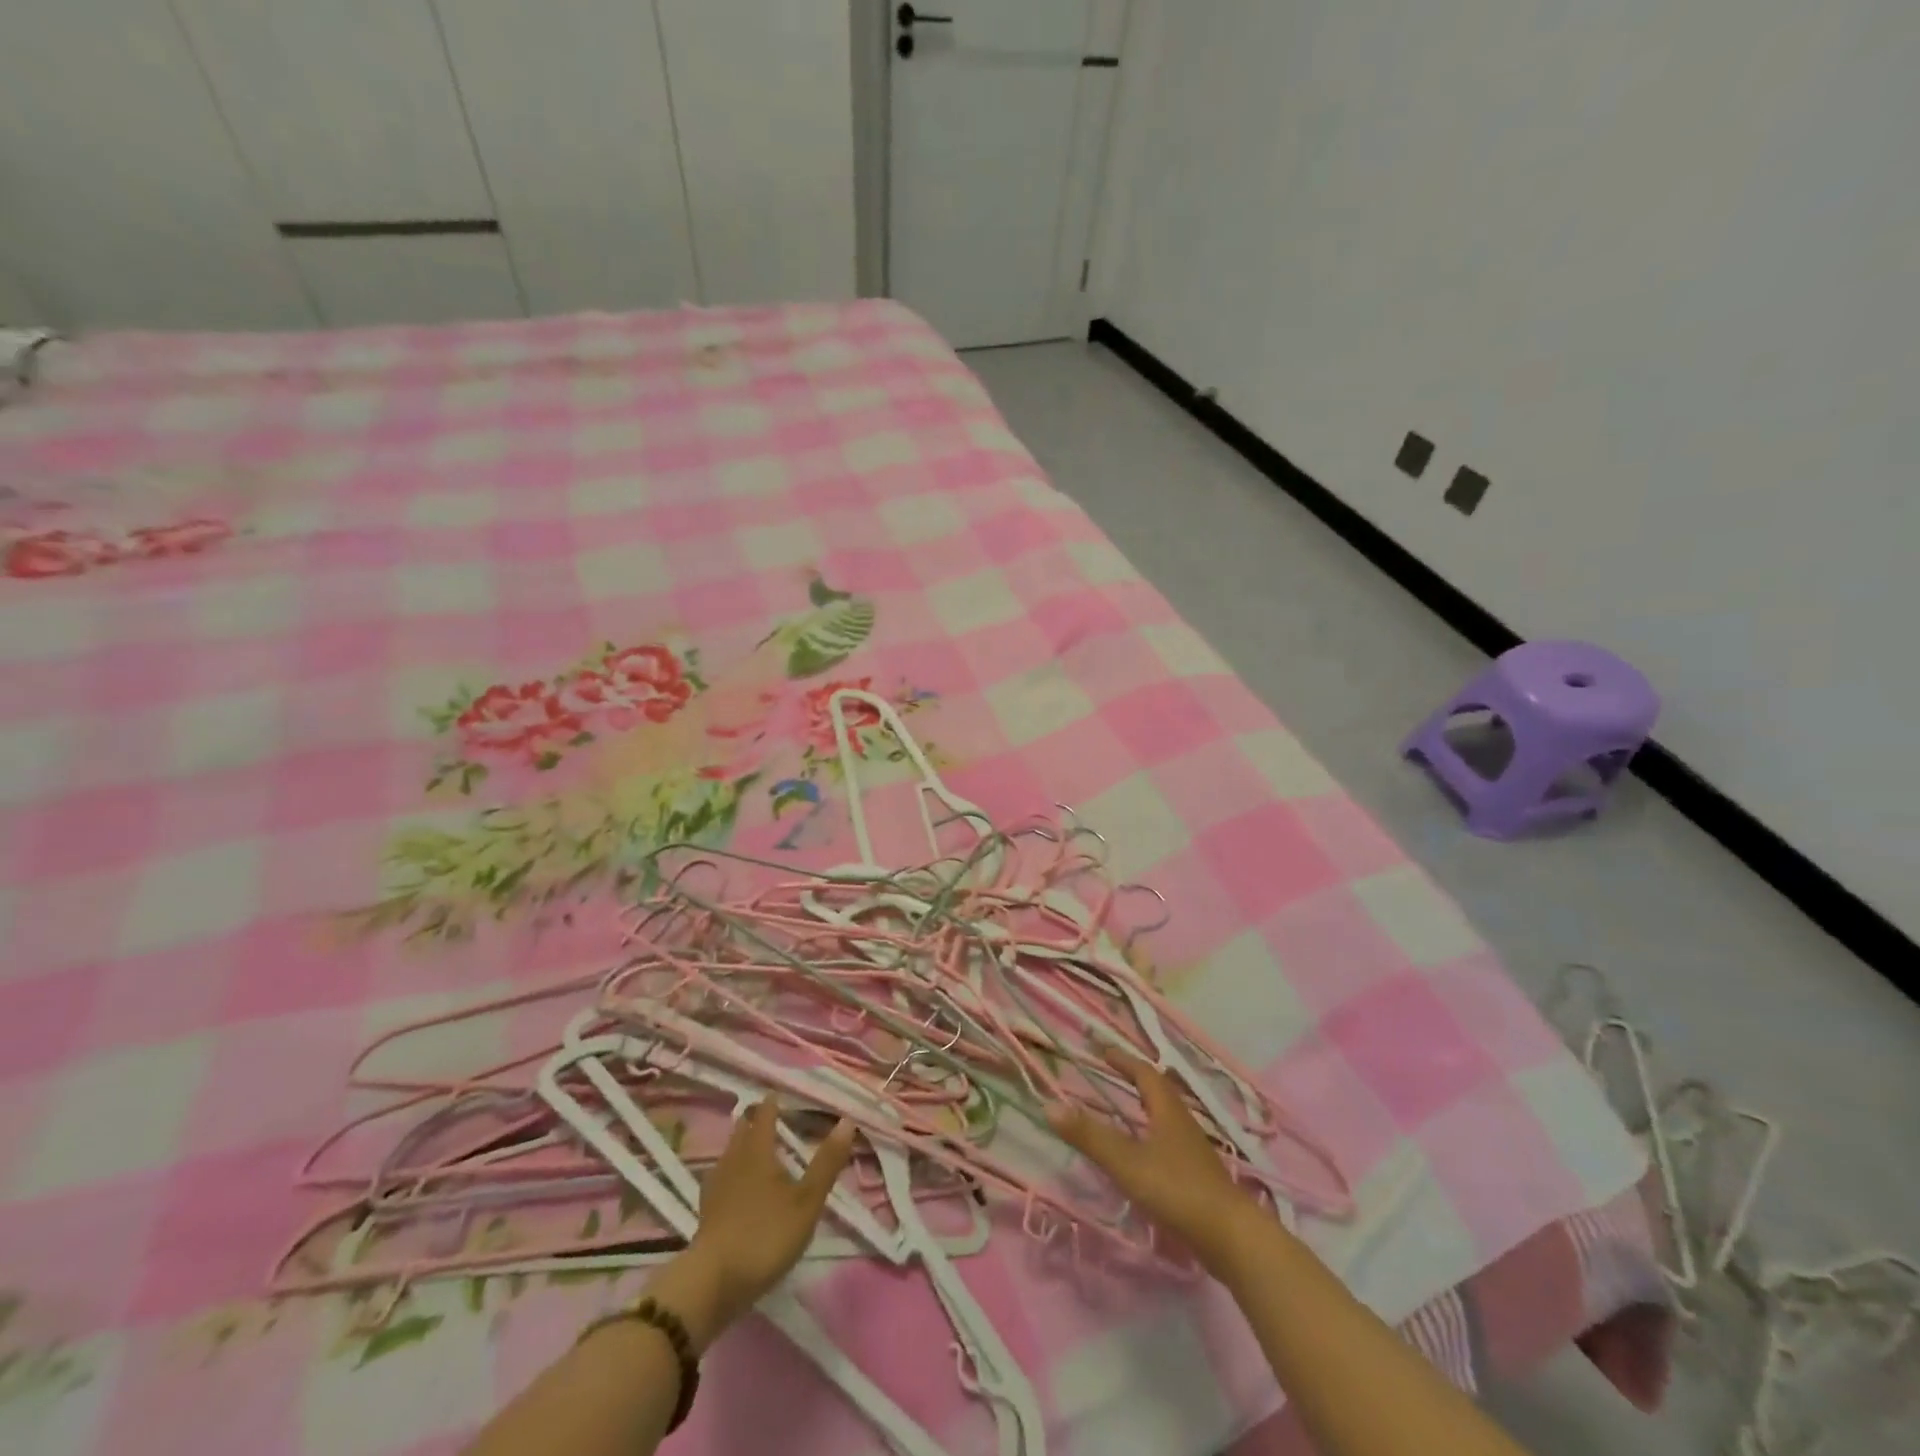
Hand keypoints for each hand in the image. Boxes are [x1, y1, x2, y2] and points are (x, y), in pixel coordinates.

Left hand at [679, 1102, 854, 1336]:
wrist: (713, 1282)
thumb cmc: (766, 1235)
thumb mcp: (807, 1201)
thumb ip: (827, 1162)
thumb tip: (847, 1120)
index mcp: (758, 1150)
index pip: (765, 1115)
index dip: (773, 1103)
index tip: (778, 1093)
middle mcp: (733, 1160)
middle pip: (742, 1130)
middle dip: (753, 1120)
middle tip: (767, 1115)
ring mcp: (715, 1186)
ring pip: (729, 1152)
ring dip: (741, 1144)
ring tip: (753, 1145)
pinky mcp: (706, 1212)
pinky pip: (721, 1177)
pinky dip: (731, 1172)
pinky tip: (735, 1186)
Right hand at [1048, 1053, 1261, 1272]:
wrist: (1232, 1238)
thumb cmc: (1177, 1190)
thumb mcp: (1127, 1162)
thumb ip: (1090, 1136)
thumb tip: (1049, 1105)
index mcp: (1167, 1110)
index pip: (1145, 1073)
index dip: (1124, 1061)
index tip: (1103, 1052)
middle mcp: (1183, 1123)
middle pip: (1160, 1092)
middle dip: (1136, 1081)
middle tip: (1112, 1076)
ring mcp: (1194, 1151)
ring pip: (1167, 1118)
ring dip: (1146, 1109)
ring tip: (1125, 1113)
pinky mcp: (1199, 1178)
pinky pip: (1171, 1143)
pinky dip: (1153, 1137)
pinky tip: (1145, 1157)